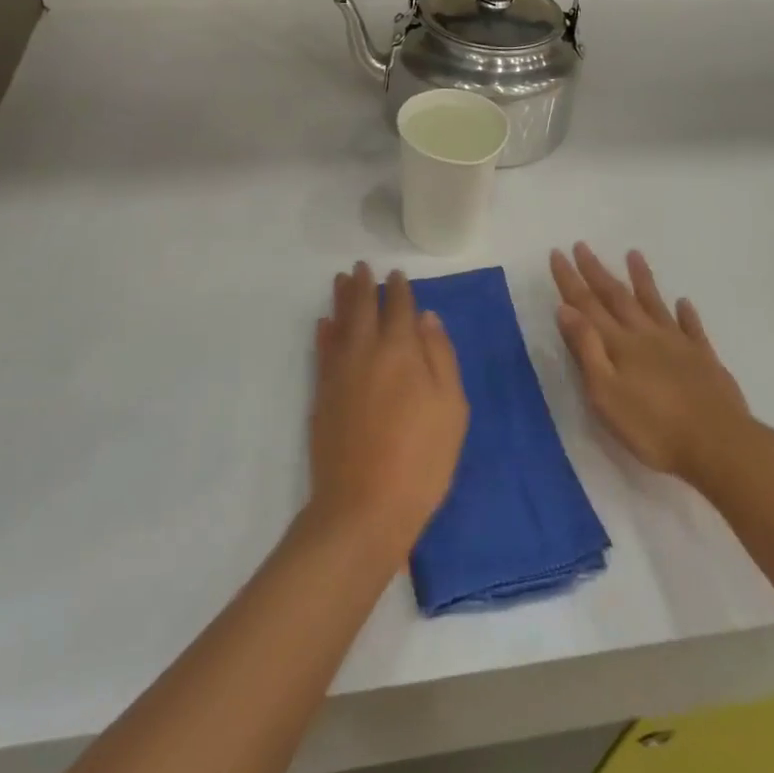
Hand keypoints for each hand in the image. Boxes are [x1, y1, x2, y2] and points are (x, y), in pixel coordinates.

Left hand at [309, 263, 468, 555]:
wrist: (364, 507)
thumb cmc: (421, 459)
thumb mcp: (451, 408)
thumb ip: (440, 357)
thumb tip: (426, 318)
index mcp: (401, 351)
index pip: (399, 308)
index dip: (399, 289)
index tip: (397, 275)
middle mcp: (366, 351)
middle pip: (363, 308)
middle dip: (364, 285)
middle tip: (361, 265)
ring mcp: (339, 372)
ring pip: (339, 323)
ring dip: (341, 299)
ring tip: (341, 279)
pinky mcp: (322, 394)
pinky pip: (322, 351)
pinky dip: (324, 333)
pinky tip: (324, 324)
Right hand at [551, 244, 751, 486]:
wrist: (719, 445)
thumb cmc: (654, 428)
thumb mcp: (606, 394)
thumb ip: (587, 349)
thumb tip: (565, 309)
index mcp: (620, 345)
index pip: (588, 305)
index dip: (571, 279)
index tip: (558, 252)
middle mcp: (646, 335)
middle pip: (617, 297)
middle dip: (597, 271)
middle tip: (583, 245)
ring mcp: (679, 345)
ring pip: (655, 304)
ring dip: (642, 279)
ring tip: (633, 254)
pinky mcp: (704, 360)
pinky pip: (693, 328)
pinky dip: (687, 313)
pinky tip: (684, 302)